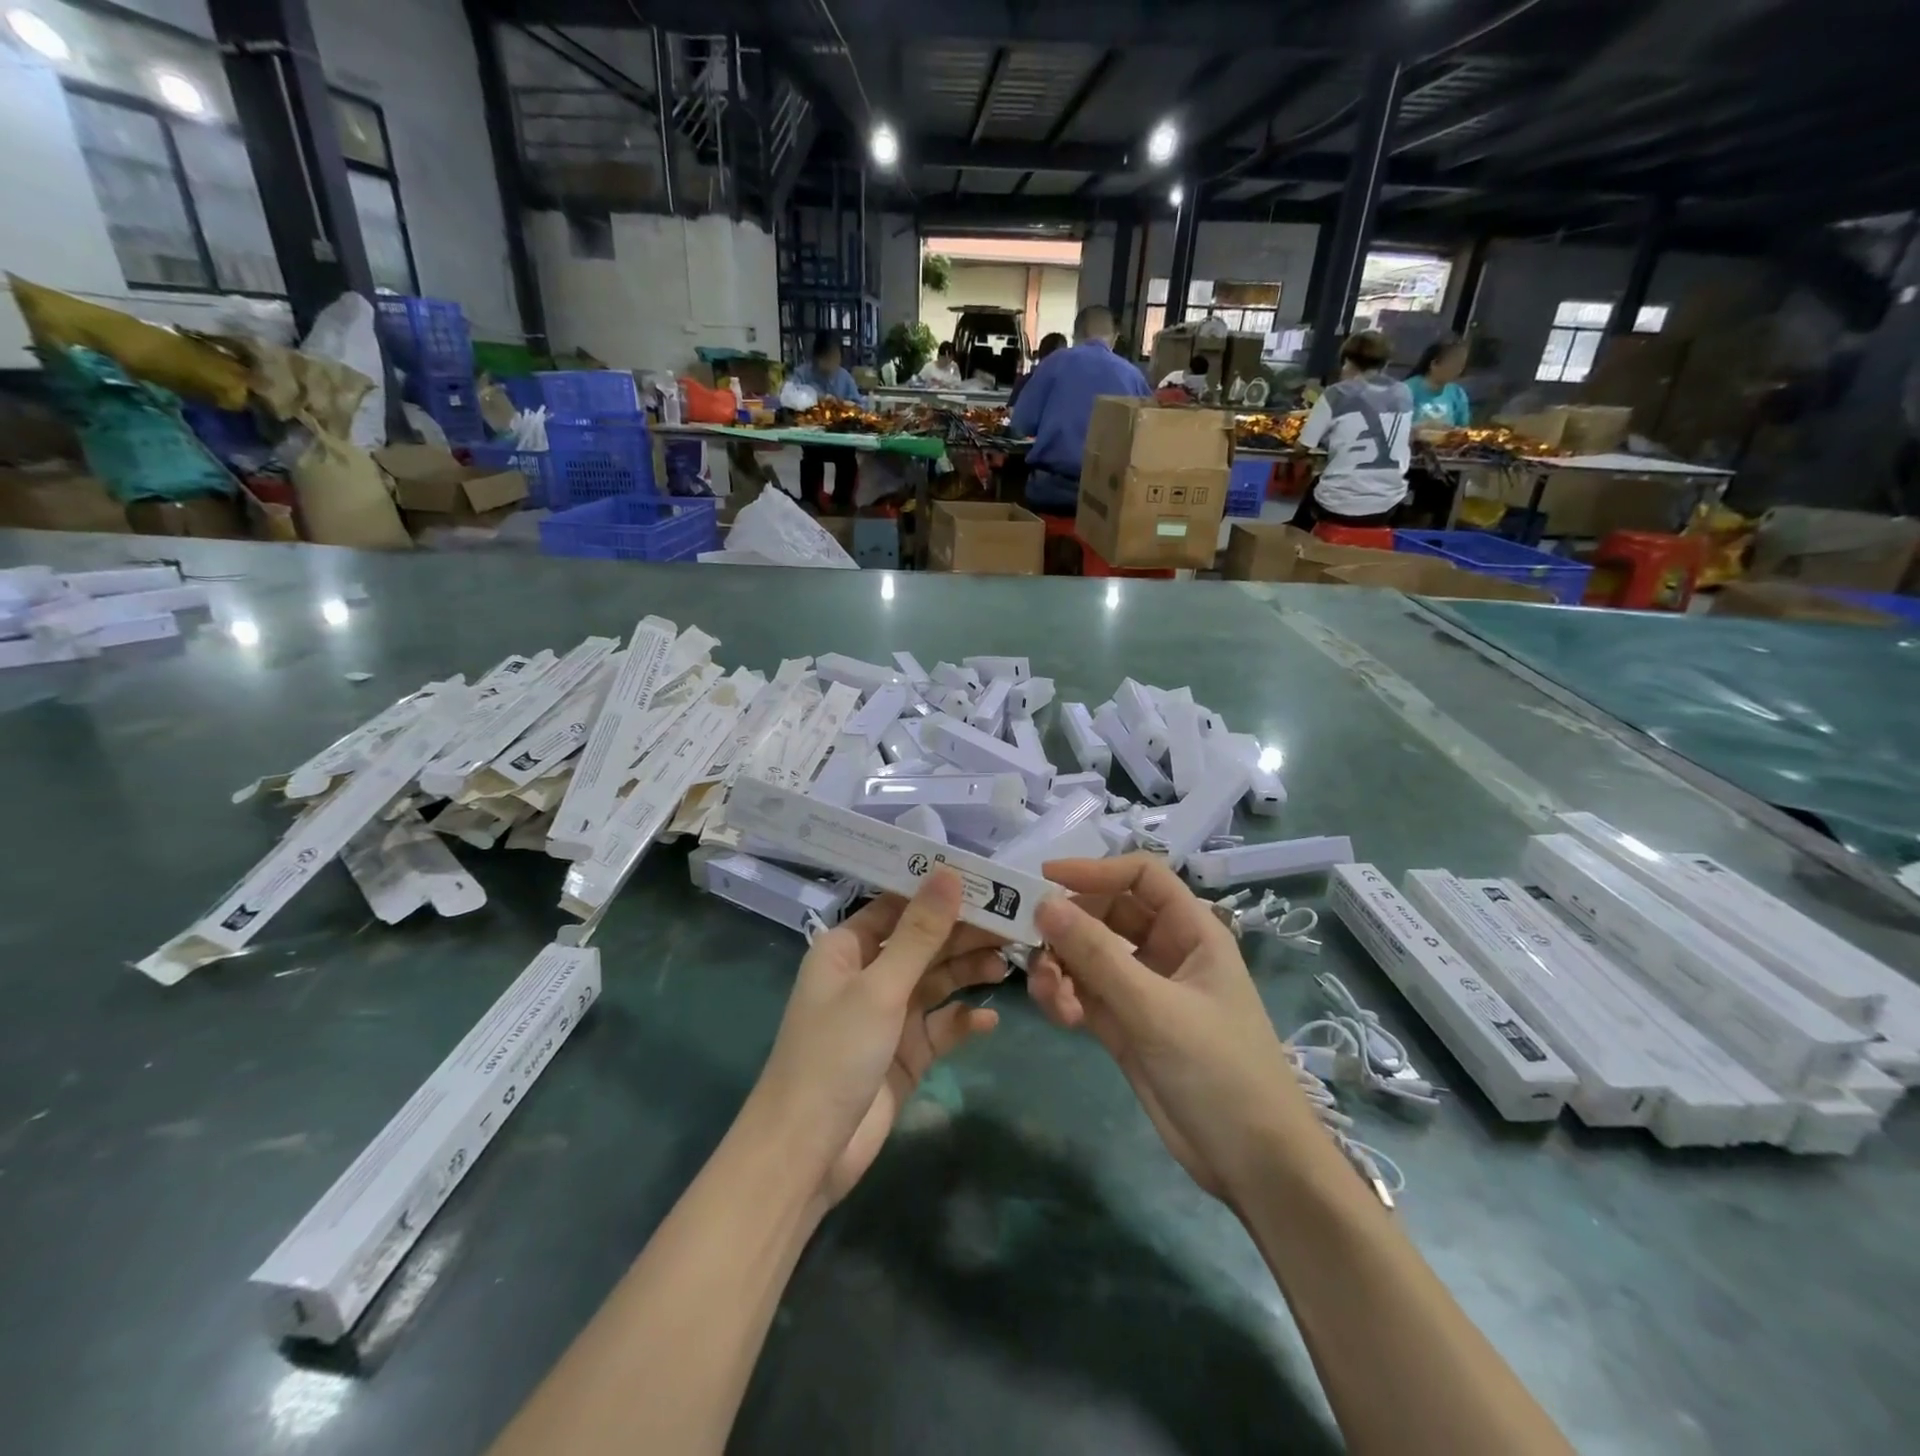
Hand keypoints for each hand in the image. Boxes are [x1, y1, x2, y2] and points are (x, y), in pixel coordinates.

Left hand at [749, 868, 1006, 1208]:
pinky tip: (990, 1020)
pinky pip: (941, 1026)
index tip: (986, 881)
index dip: (939, 892)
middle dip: (963, 933)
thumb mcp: (880, 988)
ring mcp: (888, 1015)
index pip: (898, 905)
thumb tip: (949, 872)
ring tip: (1007, 965)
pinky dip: (963, 1021)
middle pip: (923, 942)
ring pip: (936, 981)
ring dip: (968, 972)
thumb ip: (920, 933)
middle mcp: (868, 974)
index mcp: (848, 948)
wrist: (808, 1152)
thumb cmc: (835, 1053)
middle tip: (1012, 925)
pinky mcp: (906, 1053)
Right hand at [1027, 855, 1318, 1205]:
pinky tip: (1059, 1016)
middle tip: (1028, 940)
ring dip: (1061, 966)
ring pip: (1089, 956)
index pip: (1141, 877)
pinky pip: (1085, 993)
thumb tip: (1044, 904)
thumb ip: (1096, 955)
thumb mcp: (1154, 1008)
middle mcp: (1166, 952)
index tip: (1045, 879)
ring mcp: (1144, 990)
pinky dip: (1065, 997)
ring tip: (1046, 992)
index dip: (1095, 870)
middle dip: (1068, 925)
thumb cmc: (1219, 1070)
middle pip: (1106, 914)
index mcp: (1191, 931)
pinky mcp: (1126, 1026)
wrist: (1254, 1166)